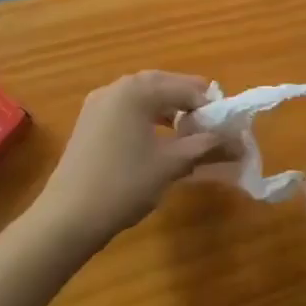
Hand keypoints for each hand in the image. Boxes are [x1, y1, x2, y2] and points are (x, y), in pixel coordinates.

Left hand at [34, 71, 223, 250]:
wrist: (66, 220)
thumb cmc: (123, 185)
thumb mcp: (170, 165)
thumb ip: (206, 146)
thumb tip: (239, 143)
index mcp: (138, 89)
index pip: (187, 88)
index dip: (212, 107)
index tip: (229, 128)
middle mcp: (118, 86)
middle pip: (165, 85)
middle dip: (191, 104)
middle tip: (212, 128)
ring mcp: (99, 102)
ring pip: (145, 96)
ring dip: (170, 110)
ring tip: (189, 134)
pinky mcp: (89, 121)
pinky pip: (128, 108)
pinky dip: (148, 117)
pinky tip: (158, 141)